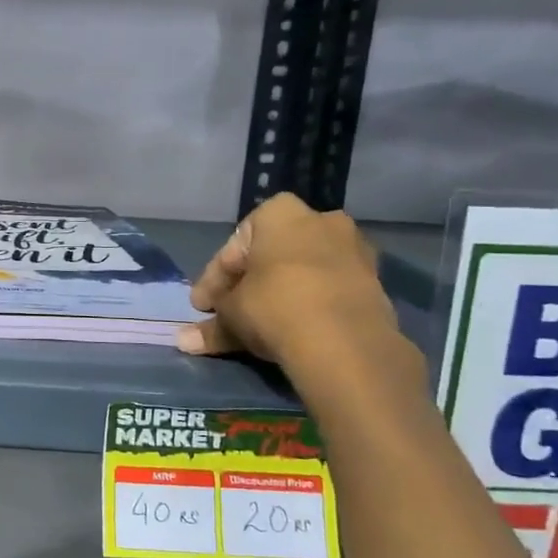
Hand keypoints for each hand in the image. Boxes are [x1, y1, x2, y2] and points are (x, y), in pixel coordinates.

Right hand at [176, 193, 399, 367]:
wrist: (347, 343)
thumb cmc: (274, 306)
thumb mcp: (231, 315)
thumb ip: (210, 325)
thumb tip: (182, 341)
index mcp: (280, 213)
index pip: (234, 247)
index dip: (214, 279)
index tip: (203, 306)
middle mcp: (320, 219)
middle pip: (271, 255)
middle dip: (249, 283)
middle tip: (229, 312)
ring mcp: (353, 249)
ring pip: (301, 271)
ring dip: (280, 292)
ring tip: (261, 323)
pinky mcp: (375, 281)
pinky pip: (328, 288)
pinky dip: (309, 303)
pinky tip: (294, 328)